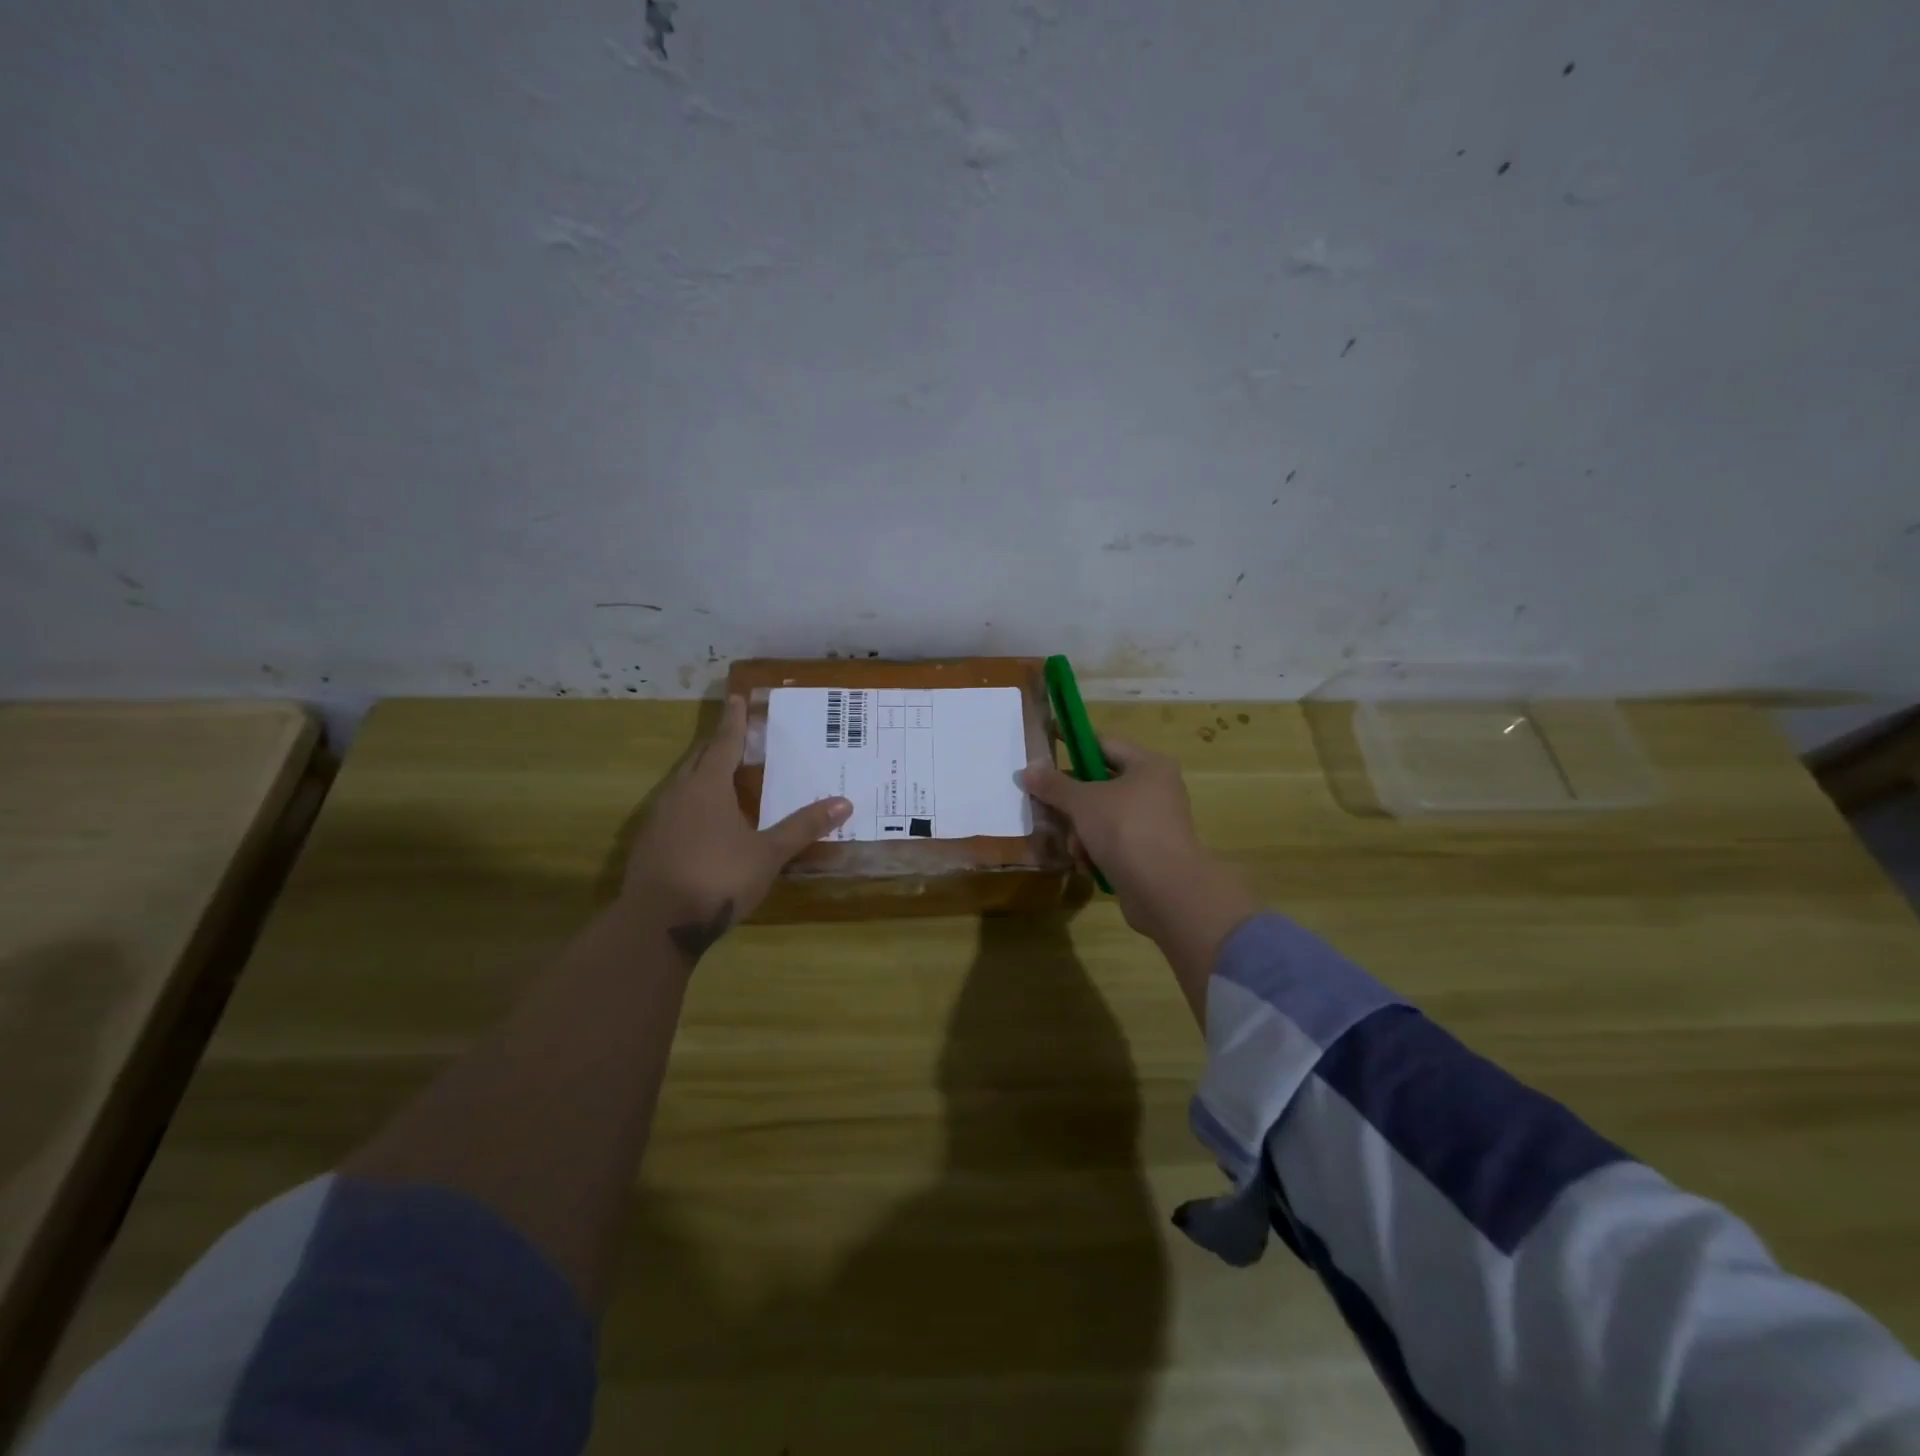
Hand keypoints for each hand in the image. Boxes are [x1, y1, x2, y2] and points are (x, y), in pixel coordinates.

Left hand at [622, 696, 849, 962]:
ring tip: (722, 775)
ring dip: (702, 774)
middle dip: (717, 744)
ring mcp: (658, 819)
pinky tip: (702, 820)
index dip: (734, 721)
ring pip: (682, 784)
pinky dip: (691, 802)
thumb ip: (803, 827)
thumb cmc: (719, 877)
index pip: (723, 743)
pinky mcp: (649, 844)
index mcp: (707, 787)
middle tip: (736, 734)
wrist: (658, 923)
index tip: (737, 697)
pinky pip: (674, 808)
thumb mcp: (769, 853)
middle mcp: (678, 794)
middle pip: (698, 759)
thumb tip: (844, 802)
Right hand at [1021, 736, 1257, 1020]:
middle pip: (1101, 784)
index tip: (1046, 747)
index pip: (1103, 743)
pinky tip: (1087, 863)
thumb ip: (1054, 785)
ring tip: (1074, 847)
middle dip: (1072, 800)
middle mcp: (1156, 789)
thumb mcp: (1083, 802)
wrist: (1164, 889)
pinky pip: (1113, 842)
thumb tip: (1028, 769)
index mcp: (1148, 765)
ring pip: (1103, 816)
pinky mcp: (1148, 854)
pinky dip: (1096, 850)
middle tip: (1044, 806)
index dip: (1072, 744)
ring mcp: (1154, 823)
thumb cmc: (1125, 829)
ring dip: (1081, 831)